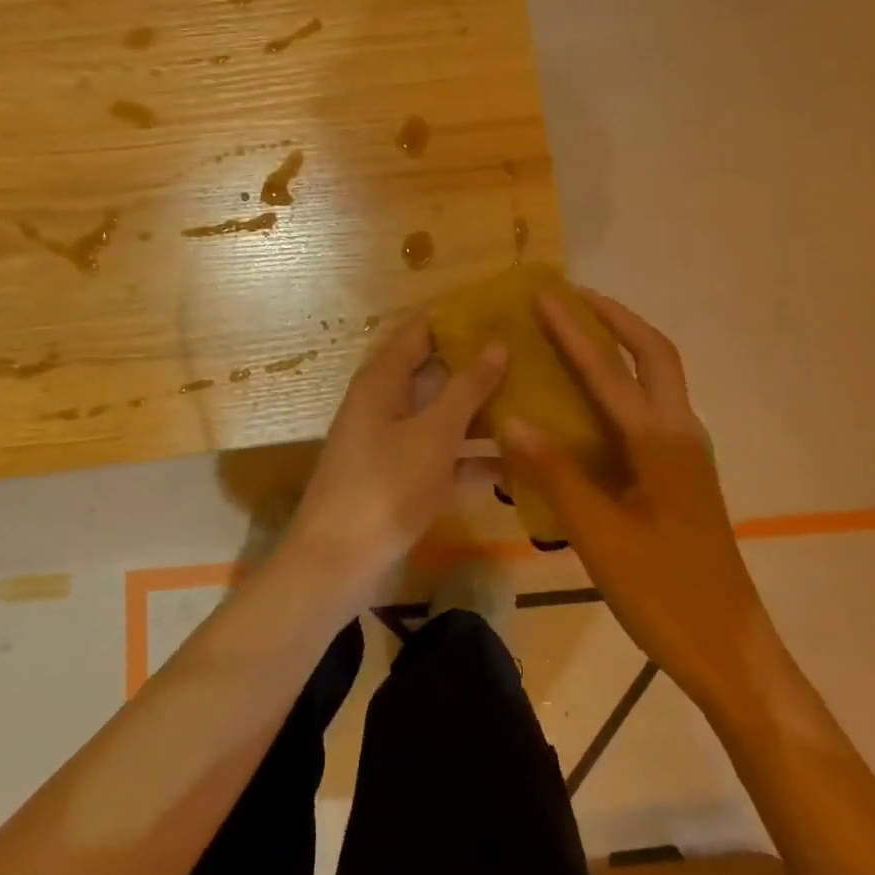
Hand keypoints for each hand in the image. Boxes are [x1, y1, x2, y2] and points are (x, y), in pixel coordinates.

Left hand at [288, 316, 506, 587]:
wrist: (338, 563)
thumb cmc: (386, 486)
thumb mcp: (433, 433)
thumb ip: (467, 388)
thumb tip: (497, 344)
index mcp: (383, 379)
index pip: (422, 331)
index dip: (459, 320)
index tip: (503, 311)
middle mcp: (385, 402)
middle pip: (435, 373)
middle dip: (478, 367)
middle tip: (531, 357)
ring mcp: (393, 442)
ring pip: (442, 416)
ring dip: (481, 413)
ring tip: (535, 402)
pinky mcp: (401, 478)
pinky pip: (442, 456)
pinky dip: (472, 457)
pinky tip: (518, 462)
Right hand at [501, 290, 765, 700]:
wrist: (730, 649)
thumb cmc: (663, 593)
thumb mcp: (598, 535)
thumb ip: (556, 472)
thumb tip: (512, 418)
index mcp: (659, 443)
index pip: (608, 372)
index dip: (573, 332)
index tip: (544, 296)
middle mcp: (679, 434)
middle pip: (656, 354)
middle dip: (617, 319)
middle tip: (576, 298)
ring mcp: (687, 453)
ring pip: (660, 378)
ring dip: (626, 345)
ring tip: (583, 332)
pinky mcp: (684, 473)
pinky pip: (654, 406)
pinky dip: (627, 381)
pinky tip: (595, 399)